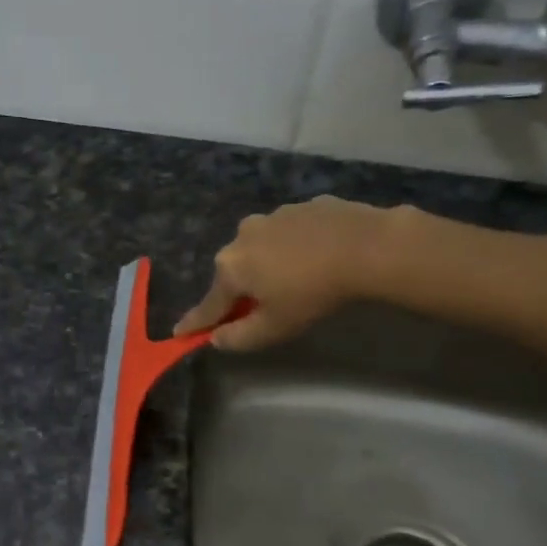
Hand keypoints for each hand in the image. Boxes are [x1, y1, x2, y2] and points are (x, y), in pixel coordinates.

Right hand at [175, 197, 421, 351]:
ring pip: (262, 248)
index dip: (196, 322)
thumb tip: (215, 339)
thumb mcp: (275, 327)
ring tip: (298, 278)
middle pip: (235, 272)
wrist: (366, 246)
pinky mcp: (303, 206)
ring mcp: (273, 216)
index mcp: (230, 267)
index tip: (179, 332)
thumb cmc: (312, 292)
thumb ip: (239, 337)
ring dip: (270, 263)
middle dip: (242, 289)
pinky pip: (291, 232)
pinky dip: (296, 246)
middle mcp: (242, 236)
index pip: (209, 305)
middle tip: (263, 307)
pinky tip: (319, 256)